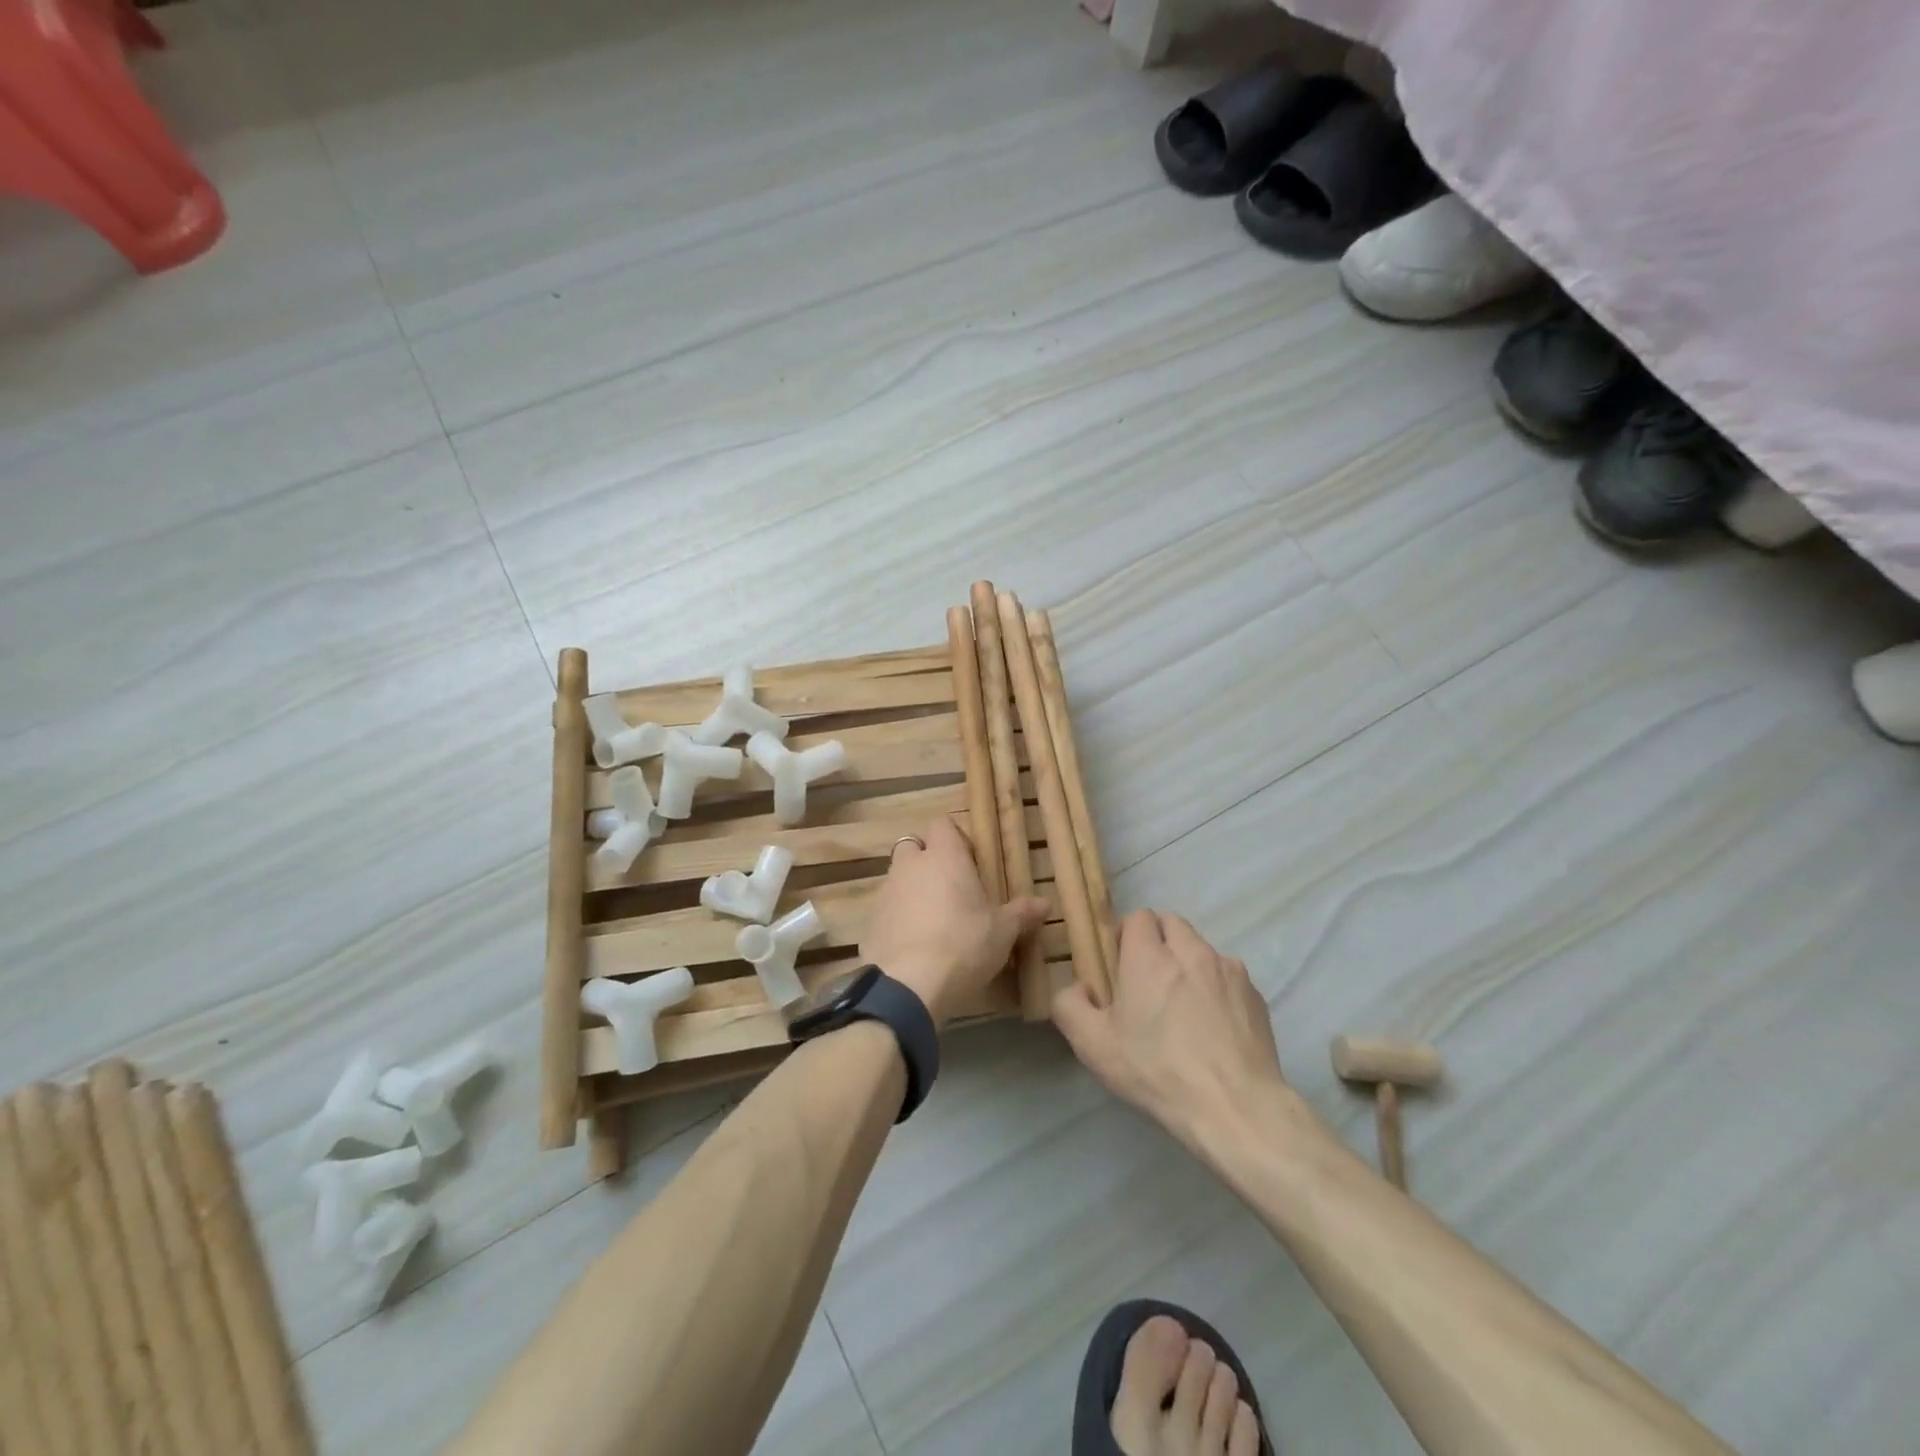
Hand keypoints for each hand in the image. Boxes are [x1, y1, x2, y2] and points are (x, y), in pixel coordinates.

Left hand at [862, 817, 1048, 1027]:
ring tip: (934, 920)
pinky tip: (915, 944)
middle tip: (951, 889)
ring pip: (898, 878)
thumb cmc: (963, 944)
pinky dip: (899, 918)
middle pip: (914, 847)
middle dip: (929, 861)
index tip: (971, 862)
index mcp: (944, 856)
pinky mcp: (871, 921)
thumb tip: (1045, 904)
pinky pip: (887, 909)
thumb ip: (1021, 913)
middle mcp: (910, 865)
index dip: (955, 839)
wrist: (909, 984)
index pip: (943, 824)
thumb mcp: (1002, 932)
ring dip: (913, 890)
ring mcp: (886, 892)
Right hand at [1053, 909, 1287, 1145]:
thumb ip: (1069, 1005)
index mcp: (1150, 957)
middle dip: (1158, 940)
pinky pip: (1229, 976)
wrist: (1235, 1107)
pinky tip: (1214, 1026)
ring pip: (1202, 949)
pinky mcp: (1255, 995)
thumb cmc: (1158, 1072)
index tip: (1121, 965)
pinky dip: (1216, 988)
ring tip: (1184, 1006)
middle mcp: (1192, 952)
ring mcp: (1229, 971)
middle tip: (1148, 980)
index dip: (1126, 934)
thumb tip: (1077, 987)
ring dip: (1188, 963)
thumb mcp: (1094, 1045)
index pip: (1139, 916)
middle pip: (1172, 923)